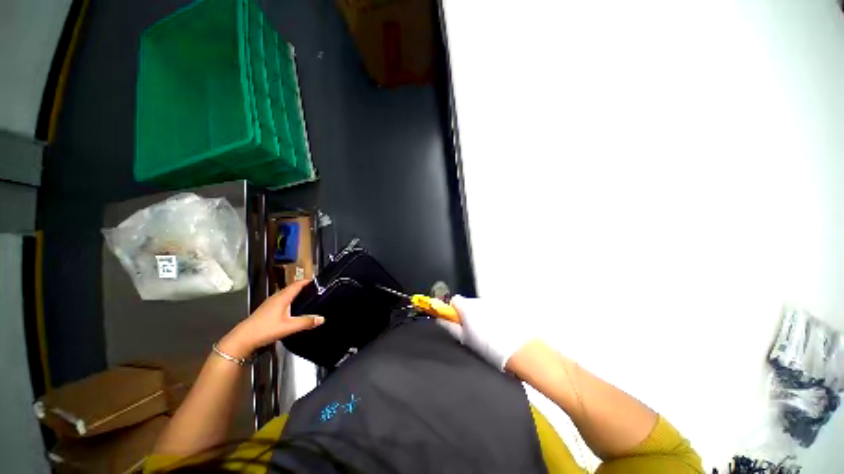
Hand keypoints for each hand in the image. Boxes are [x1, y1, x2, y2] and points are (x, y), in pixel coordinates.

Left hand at [218, 280, 322, 358]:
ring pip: (285, 294)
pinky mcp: (266, 309)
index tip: (316, 281)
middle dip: (302, 287)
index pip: (297, 285)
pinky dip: (289, 299)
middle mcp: (276, 297)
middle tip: (314, 289)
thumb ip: (306, 322)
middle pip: (291, 288)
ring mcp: (269, 303)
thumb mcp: (289, 327)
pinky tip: (291, 308)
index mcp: (282, 298)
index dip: (306, 281)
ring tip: (305, 297)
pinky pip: (281, 299)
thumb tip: (322, 319)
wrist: (243, 338)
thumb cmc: (266, 329)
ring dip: (295, 293)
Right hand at [438, 295, 538, 370]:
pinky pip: (492, 310)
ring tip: (487, 334)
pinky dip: (492, 317)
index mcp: (467, 307)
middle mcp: (479, 301)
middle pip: (468, 304)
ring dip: (480, 316)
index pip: (454, 300)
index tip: (457, 322)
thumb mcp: (465, 339)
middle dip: (468, 315)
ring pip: (480, 307)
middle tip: (472, 332)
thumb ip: (450, 327)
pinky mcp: (504, 307)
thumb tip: (440, 320)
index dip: (453, 310)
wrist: (519, 350)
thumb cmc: (488, 346)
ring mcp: (493, 303)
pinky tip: (498, 331)